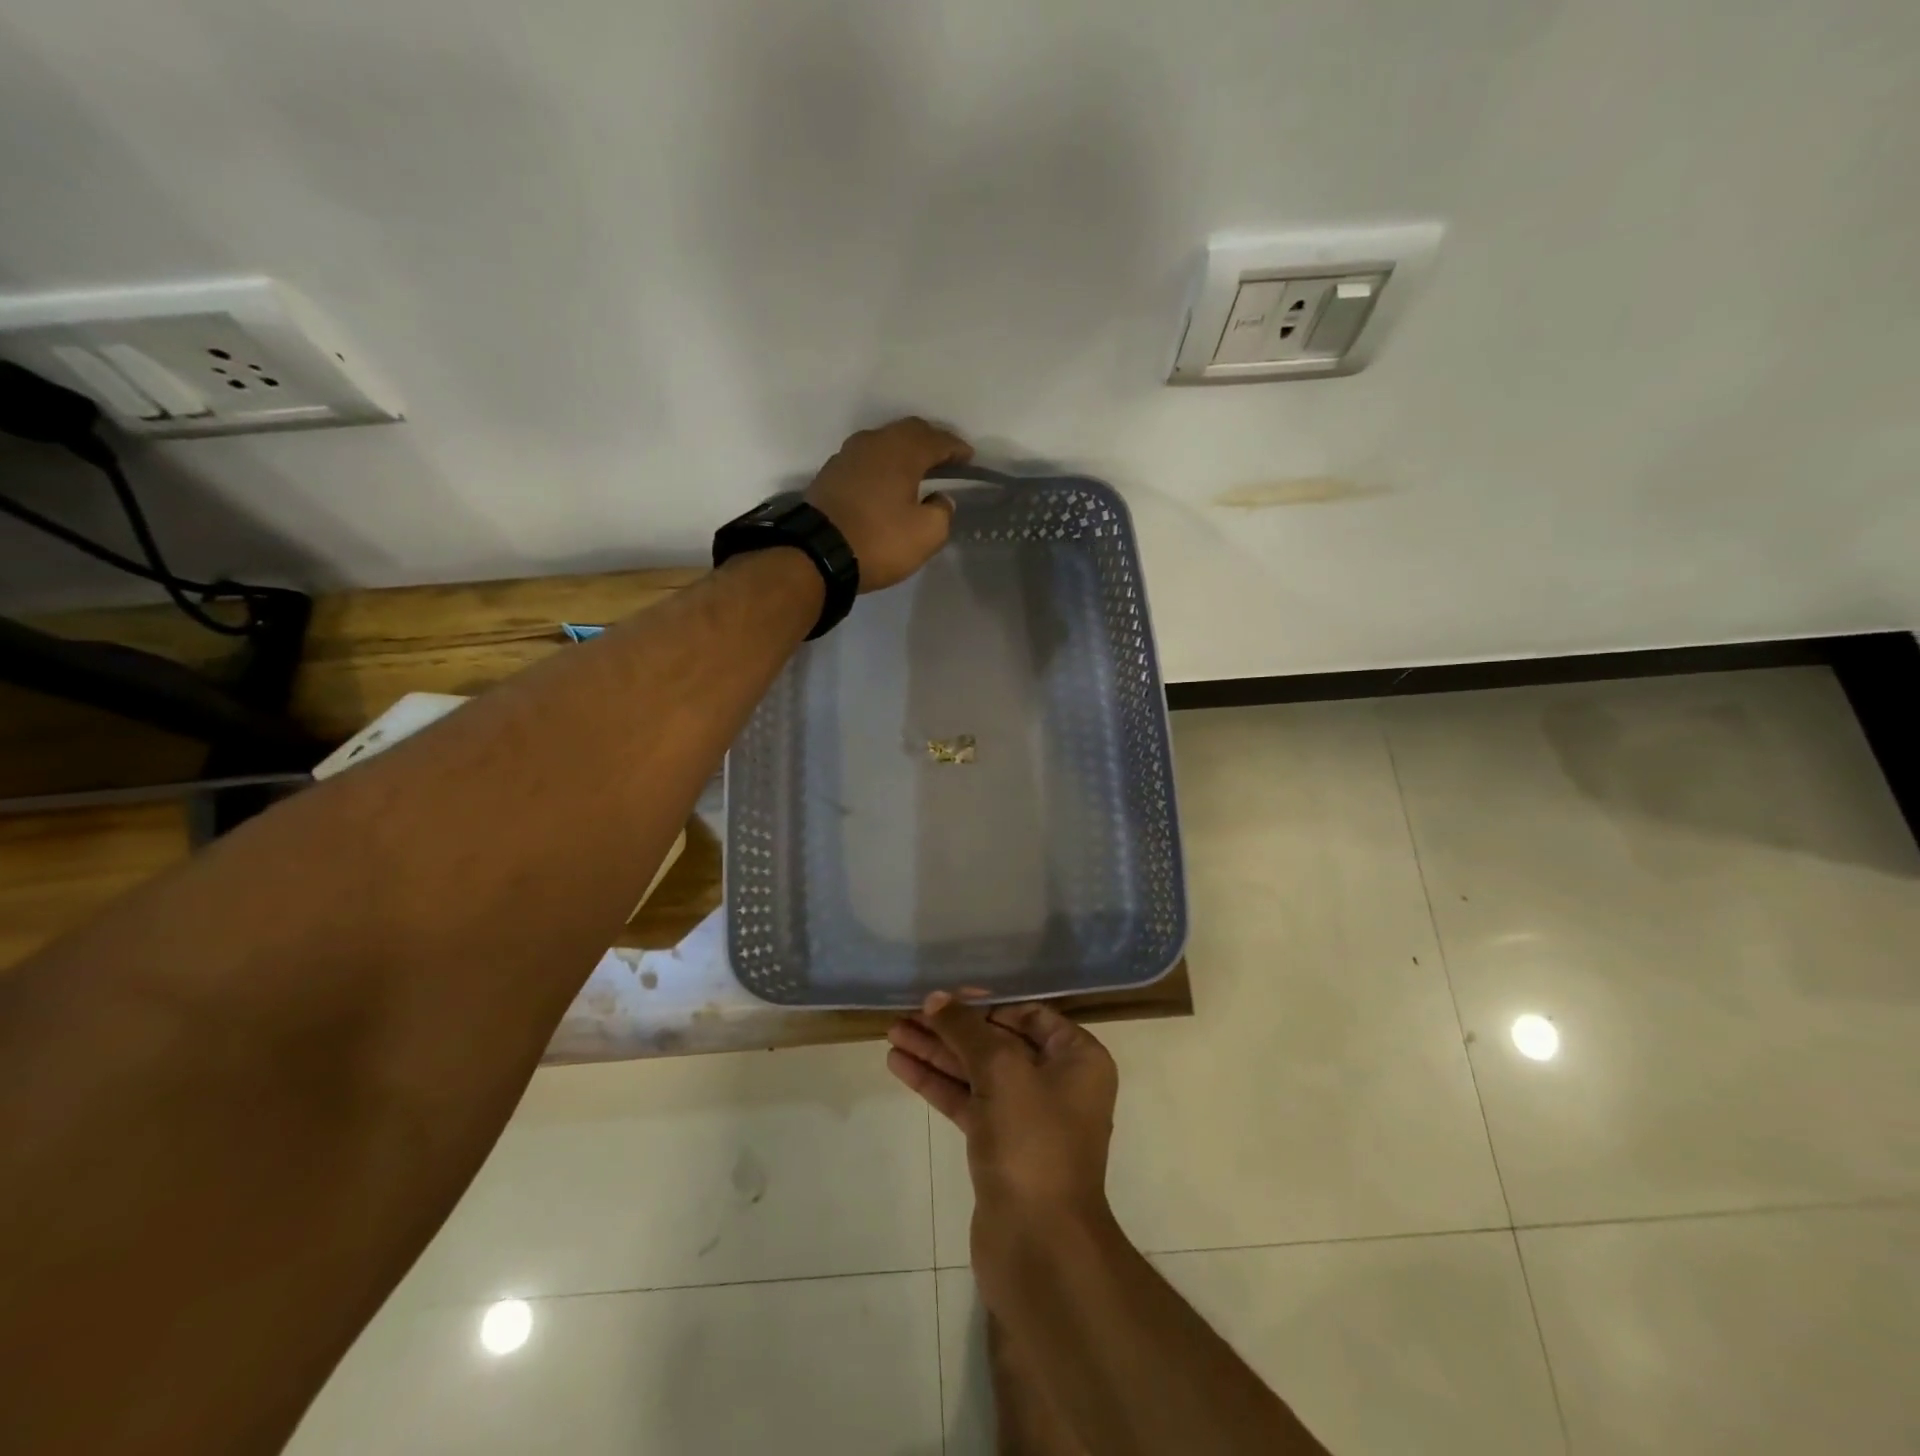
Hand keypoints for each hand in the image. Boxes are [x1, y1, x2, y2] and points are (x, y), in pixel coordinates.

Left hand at [804, 418, 971, 591]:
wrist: (816, 553)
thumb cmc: (879, 540)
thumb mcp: (926, 534)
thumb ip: (942, 512)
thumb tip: (940, 499)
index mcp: (902, 451)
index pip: (937, 440)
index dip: (956, 448)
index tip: (969, 458)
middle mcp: (874, 443)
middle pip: (908, 432)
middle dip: (930, 442)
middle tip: (945, 458)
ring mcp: (848, 455)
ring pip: (884, 443)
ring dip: (903, 452)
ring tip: (917, 469)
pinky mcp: (831, 474)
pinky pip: (866, 460)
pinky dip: (883, 466)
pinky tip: (887, 482)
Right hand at [887, 991, 1117, 1225]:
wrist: (1039, 1247)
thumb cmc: (1032, 1142)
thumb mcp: (1001, 1070)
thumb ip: (967, 1029)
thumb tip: (937, 999)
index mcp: (1077, 1058)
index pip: (1028, 1015)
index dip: (985, 1003)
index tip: (945, 997)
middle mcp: (1057, 1082)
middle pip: (997, 1041)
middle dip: (951, 1028)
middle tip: (906, 1014)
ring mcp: (1028, 1117)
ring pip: (977, 1072)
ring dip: (937, 1053)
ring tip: (892, 1034)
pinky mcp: (1000, 1147)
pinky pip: (967, 1102)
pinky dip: (937, 1083)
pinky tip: (901, 1065)